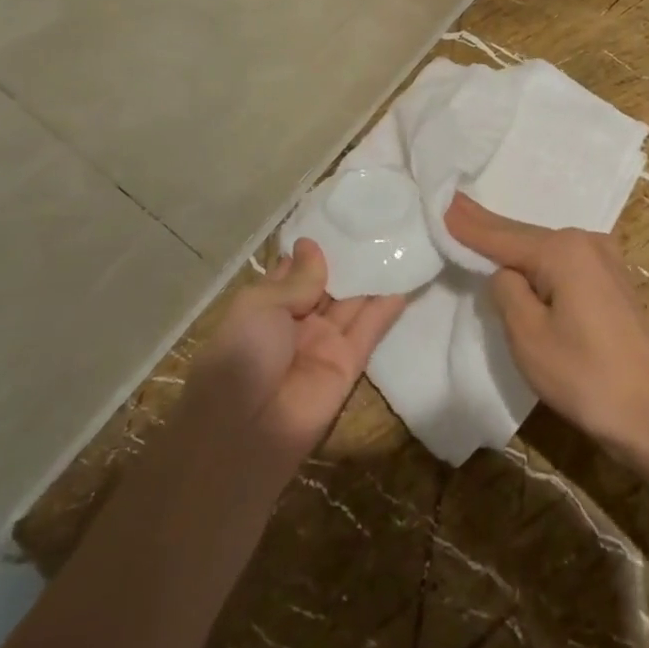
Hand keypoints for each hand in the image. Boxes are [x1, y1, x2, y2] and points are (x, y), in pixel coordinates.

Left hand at [179, 240, 407, 469]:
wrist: (245, 430)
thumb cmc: (242, 355)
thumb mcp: (260, 305)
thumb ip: (299, 279)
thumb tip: (313, 244)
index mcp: (268, 306)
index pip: (297, 271)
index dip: (317, 248)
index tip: (343, 217)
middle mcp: (298, 322)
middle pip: (330, 285)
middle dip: (350, 258)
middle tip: (382, 223)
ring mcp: (325, 343)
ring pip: (354, 304)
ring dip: (373, 278)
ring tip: (401, 243)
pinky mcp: (350, 364)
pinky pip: (370, 330)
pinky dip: (387, 308)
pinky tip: (406, 280)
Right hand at [445, 193, 648, 458]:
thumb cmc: (586, 376)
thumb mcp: (530, 337)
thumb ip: (507, 293)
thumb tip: (506, 273)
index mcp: (563, 251)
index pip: (502, 236)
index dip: (468, 225)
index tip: (441, 202)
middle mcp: (585, 242)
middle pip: (524, 236)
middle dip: (487, 227)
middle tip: (452, 206)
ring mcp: (604, 259)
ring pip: (544, 249)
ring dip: (511, 244)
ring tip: (476, 228)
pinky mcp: (611, 281)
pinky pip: (562, 262)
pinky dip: (536, 261)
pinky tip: (520, 259)